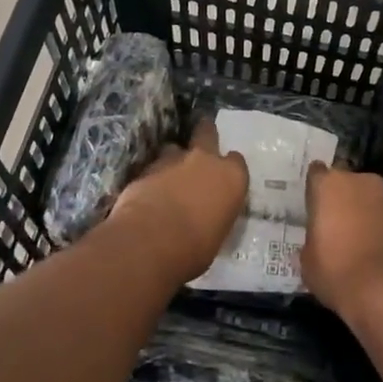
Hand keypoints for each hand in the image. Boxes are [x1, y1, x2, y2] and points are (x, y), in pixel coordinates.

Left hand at [111, 121, 248, 282]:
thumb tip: (206, 218)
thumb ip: (214, 215)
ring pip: (174, 148)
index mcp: (231, 178)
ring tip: (169, 174)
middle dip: (204, 134)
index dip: (229, 167)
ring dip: (174, 159)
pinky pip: (153, 167)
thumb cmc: (195, 248)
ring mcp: (173, 161)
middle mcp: (205, 161)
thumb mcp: (216, 235)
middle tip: (200, 142)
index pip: (237, 161)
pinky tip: (149, 192)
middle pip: (207, 133)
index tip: (224, 176)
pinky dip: (153, 177)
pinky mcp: (145, 169)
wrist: (150, 241)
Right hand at [299, 164, 382, 320]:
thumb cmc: (334, 268)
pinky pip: (378, 214)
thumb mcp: (307, 259)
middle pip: (343, 181)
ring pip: (363, 196)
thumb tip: (317, 241)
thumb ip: (311, 240)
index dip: (314, 190)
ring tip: (348, 234)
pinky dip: (373, 223)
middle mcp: (356, 180)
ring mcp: (382, 196)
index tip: (311, 205)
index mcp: (327, 184)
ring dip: (358, 208)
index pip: (316, 173)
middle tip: (330, 219)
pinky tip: (365, 243)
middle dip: (338, 196)